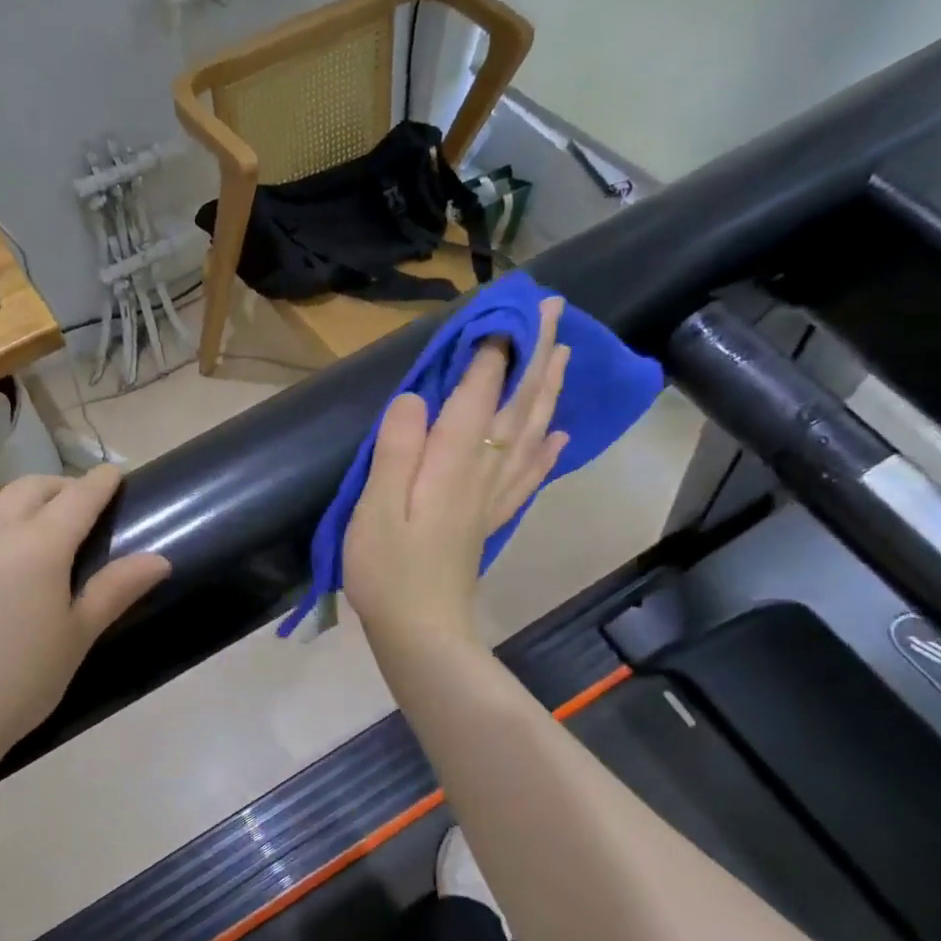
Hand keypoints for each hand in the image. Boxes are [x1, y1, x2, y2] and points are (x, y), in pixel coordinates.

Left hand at [0, 465, 169, 774]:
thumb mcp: (76, 638)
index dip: (100, 482)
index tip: (114, 473)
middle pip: (30, 488)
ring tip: (28, 528)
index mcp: (39, 546)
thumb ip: (115, 589)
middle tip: (76, 503)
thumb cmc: (17, 682)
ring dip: (16, 503)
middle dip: (59, 486)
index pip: (78, 497)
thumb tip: (160, 559)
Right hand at [343, 296, 569, 653]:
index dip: (493, 350)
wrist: (421, 632)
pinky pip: (529, 475)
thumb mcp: (375, 508)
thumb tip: (416, 398)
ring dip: (550, 390)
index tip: (505, 308)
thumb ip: (396, 450)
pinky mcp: (490, 519)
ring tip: (565, 354)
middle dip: (538, 353)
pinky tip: (559, 433)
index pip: (479, 393)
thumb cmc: (387, 571)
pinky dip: (547, 449)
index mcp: (452, 463)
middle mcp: (483, 472)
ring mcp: (492, 497)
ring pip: (532, 432)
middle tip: (555, 310)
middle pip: (519, 405)